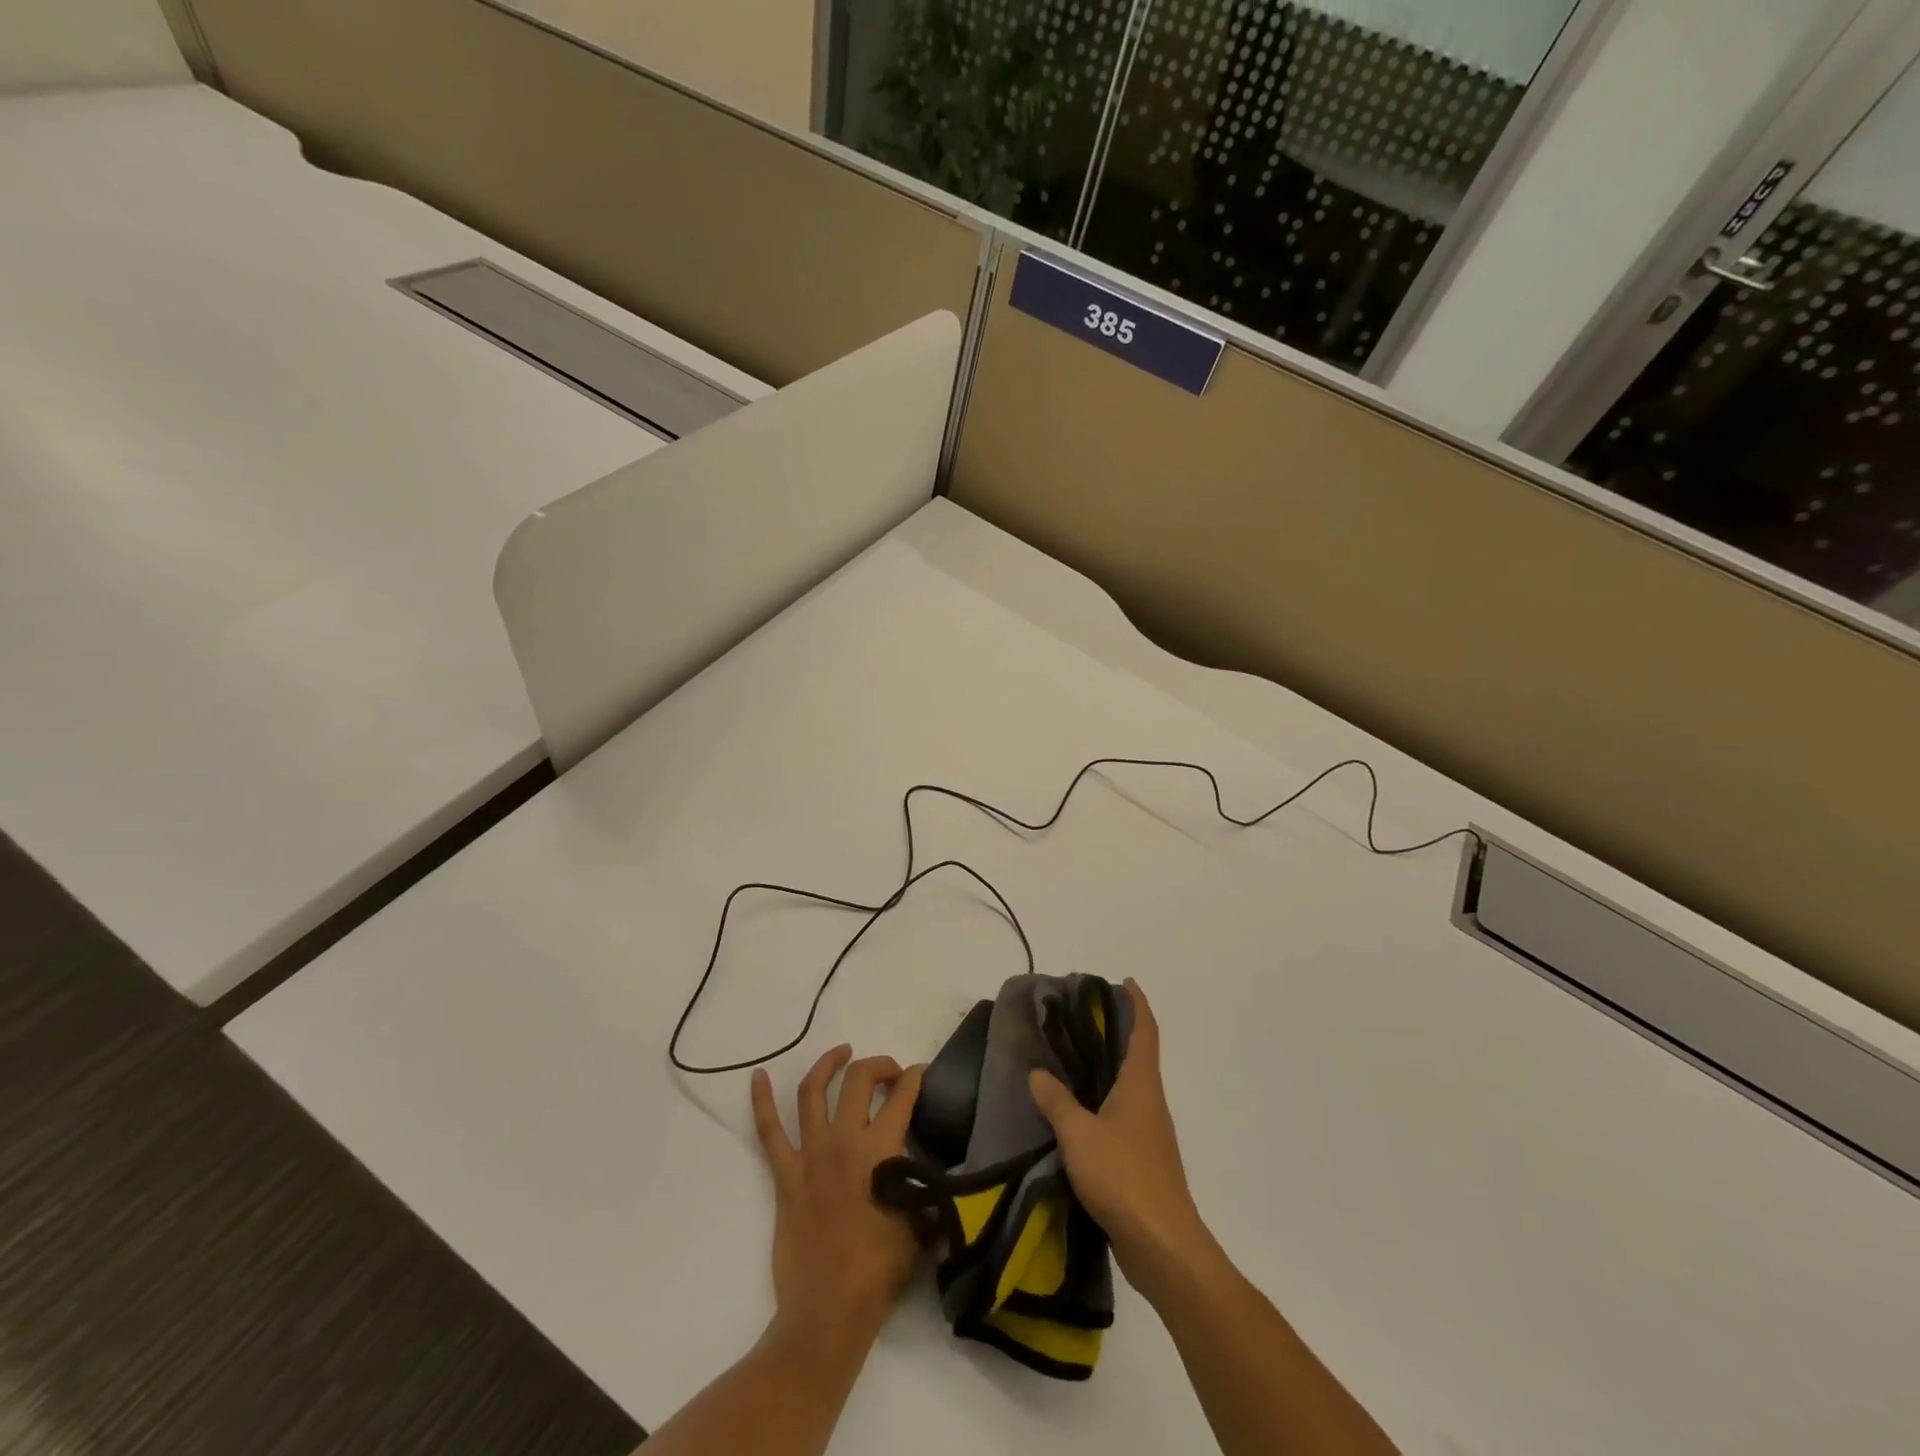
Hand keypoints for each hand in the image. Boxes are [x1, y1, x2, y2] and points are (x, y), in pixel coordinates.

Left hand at [752, 1045, 927, 1354]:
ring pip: (814, 1091)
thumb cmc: (880, 1270)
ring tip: (842, 1052)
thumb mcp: (921, 1223)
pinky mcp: (785, 1175)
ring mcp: (811, 1154)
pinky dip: (761, 1101)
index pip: (903, 1096)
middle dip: (878, 1065)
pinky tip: (758, 1076)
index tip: (922, 1073)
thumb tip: (935, 1172)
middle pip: (859, 1079)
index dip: (916, 1077)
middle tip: (890, 1073)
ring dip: (828, 1064)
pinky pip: (769, 1131)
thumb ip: (927, 1188)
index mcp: (882, 1149)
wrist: (829, 1311)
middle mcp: (845, 1140)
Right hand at [1028, 980, 1214, 1301]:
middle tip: (1080, 1019)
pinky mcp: (1142, 1163)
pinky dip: (1101, 1104)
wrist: (1163, 1247)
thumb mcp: (1079, 1134)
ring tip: (1071, 1061)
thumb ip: (1057, 1101)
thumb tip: (1038, 1074)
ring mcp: (1148, 1135)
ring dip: (1107, 1071)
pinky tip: (1076, 1115)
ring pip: (1128, 1089)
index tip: (1125, 983)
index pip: (1145, 1032)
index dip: (1138, 1004)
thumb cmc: (1124, 1177)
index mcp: (1141, 1085)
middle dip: (1116, 1034)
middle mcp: (1149, 1103)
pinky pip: (1120, 1118)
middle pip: (1137, 1056)